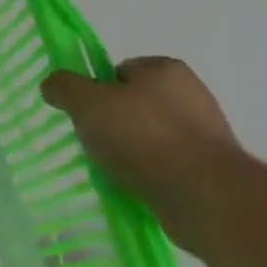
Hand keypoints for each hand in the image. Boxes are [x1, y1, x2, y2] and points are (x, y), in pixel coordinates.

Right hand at [41, 58, 241, 252]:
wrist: (206, 197)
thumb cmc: (143, 137)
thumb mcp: (87, 103)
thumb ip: (64, 87)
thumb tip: (52, 84)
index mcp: (165, 69)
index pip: (119, 71)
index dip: (97, 90)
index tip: (87, 114)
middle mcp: (192, 94)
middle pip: (135, 103)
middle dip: (114, 122)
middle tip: (97, 142)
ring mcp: (207, 133)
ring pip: (152, 136)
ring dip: (133, 151)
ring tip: (116, 171)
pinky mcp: (214, 170)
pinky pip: (169, 165)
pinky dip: (152, 174)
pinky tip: (139, 187)